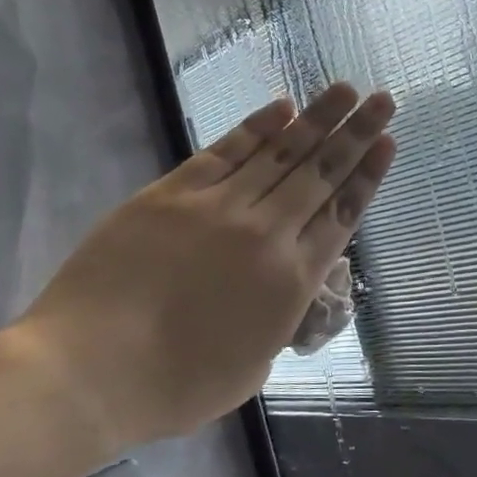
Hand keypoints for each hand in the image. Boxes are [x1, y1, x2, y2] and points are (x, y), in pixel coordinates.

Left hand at [12, 84, 396, 448]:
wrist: (87, 372)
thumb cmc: (175, 386)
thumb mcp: (253, 368)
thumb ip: (279, 323)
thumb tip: (285, 293)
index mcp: (292, 281)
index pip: (342, 214)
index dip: (369, 175)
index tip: (389, 142)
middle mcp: (266, 234)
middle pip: (321, 174)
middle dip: (357, 134)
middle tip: (383, 100)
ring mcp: (218, 208)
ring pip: (281, 154)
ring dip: (317, 119)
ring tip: (345, 89)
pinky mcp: (171, 194)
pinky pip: (225, 152)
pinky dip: (257, 128)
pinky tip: (282, 107)